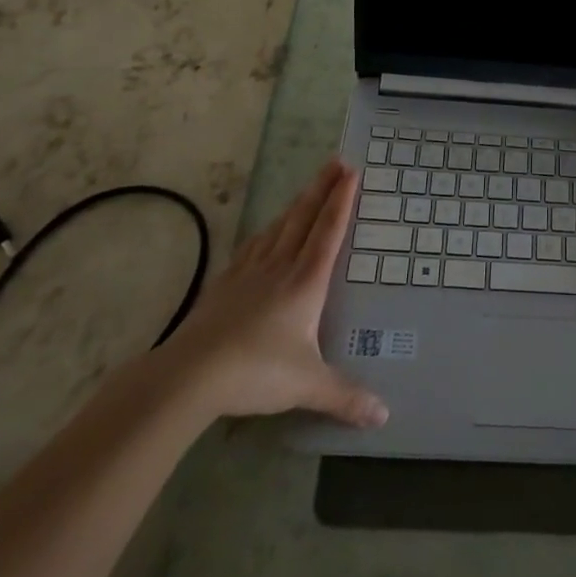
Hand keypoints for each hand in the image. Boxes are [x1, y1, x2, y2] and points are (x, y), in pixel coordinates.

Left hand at [156, 159, 387, 428]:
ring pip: (278, 228)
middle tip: (336, 161)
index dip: (341, 201)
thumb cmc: (256, 372)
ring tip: (306, 188)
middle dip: (322, 188)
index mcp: (306, 282)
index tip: (351, 171)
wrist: (190, 375)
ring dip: (295, 205)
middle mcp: (280, 268)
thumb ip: (346, 396)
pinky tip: (263, 233)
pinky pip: (251, 248)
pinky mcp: (224, 285)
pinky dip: (264, 233)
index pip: (329, 232)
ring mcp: (249, 273)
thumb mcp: (308, 385)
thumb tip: (384, 416)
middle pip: (304, 218)